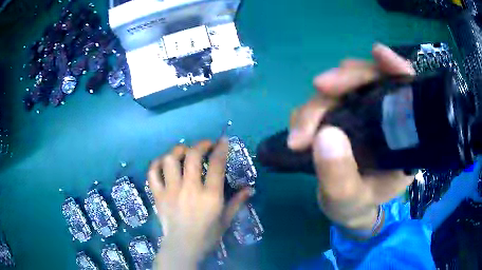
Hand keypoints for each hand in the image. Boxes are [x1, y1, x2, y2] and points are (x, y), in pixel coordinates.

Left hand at [148, 139, 250, 268]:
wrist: (183, 247)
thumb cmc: (207, 235)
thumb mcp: (226, 220)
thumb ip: (237, 202)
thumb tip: (250, 189)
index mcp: (210, 196)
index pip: (216, 165)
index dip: (220, 148)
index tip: (223, 140)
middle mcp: (190, 189)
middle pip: (192, 157)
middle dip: (201, 145)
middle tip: (205, 145)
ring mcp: (171, 191)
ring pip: (170, 161)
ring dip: (178, 151)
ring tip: (184, 152)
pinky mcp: (158, 195)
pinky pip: (153, 174)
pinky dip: (157, 164)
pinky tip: (164, 163)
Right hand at [288, 43, 415, 231]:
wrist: (345, 207)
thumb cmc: (355, 206)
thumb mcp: (348, 199)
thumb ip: (339, 176)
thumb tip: (324, 134)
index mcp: (402, 137)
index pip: (406, 91)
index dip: (395, 68)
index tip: (377, 53)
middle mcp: (385, 118)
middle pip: (370, 80)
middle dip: (345, 80)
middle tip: (320, 88)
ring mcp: (362, 113)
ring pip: (342, 88)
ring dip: (320, 100)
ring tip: (301, 131)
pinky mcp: (341, 115)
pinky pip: (324, 102)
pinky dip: (309, 110)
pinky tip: (300, 129)